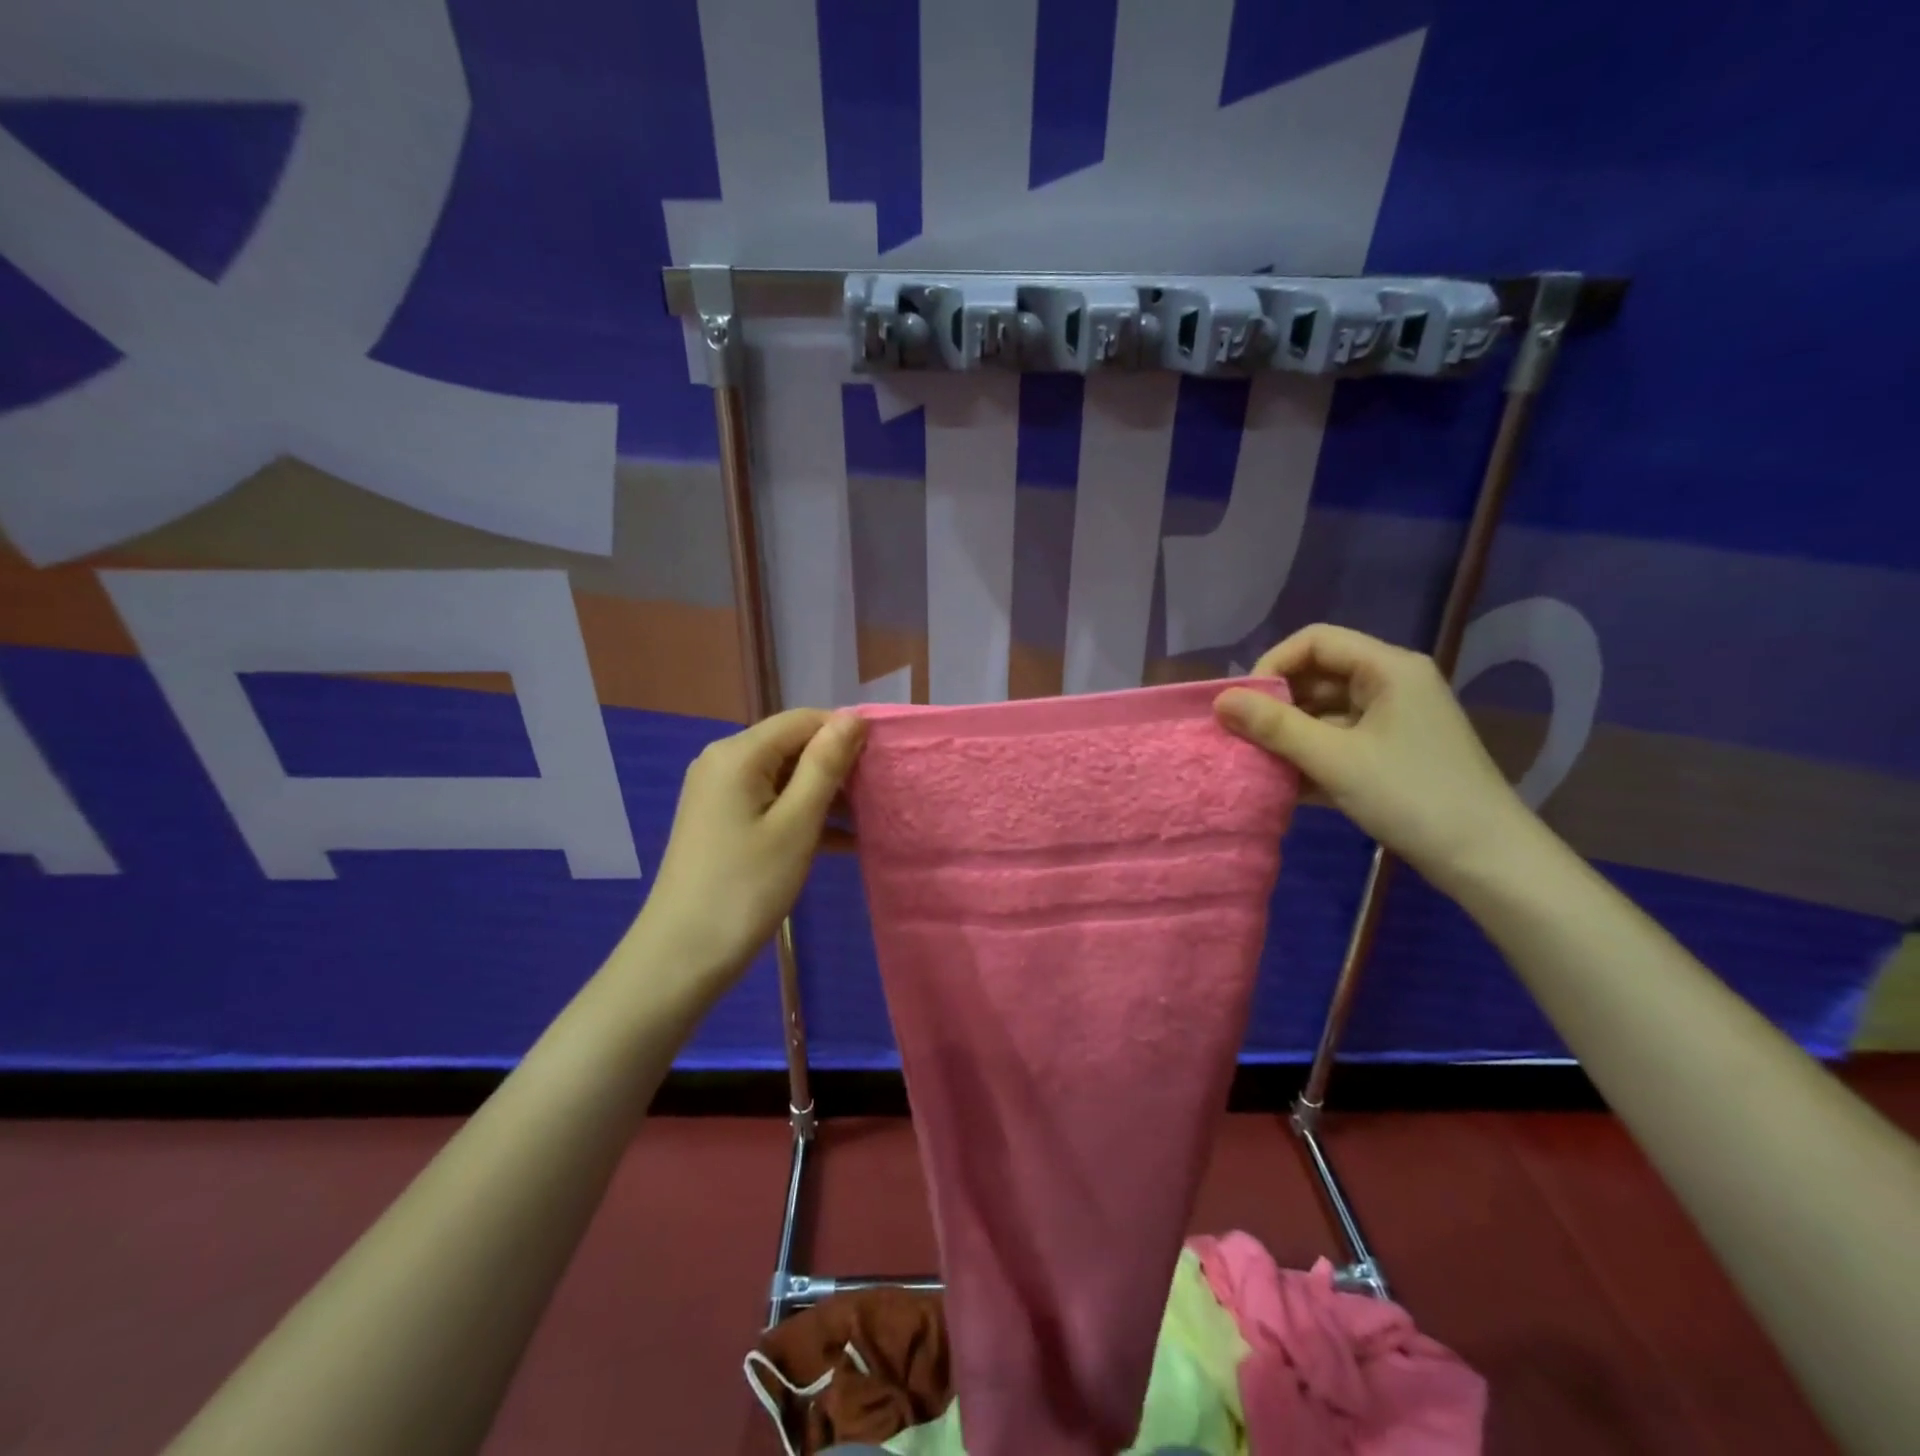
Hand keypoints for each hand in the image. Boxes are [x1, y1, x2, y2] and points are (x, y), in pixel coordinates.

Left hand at [633, 708, 866, 985]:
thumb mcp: (796, 824)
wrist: (682, 956)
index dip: (847, 734)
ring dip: (827, 795)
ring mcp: (721, 792)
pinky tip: (843, 841)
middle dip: (838, 766)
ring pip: (787, 777)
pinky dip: (805, 816)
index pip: (805, 720)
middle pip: (794, 745)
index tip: (886, 763)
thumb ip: (825, 765)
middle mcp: (725, 761)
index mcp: (739, 753)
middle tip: (880, 795)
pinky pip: (773, 803)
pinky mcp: (724, 820)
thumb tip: (853, 716)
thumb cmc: (745, 887)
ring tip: (870, 819)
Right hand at [1213, 624, 1531, 889]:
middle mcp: (1392, 683)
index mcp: (1388, 668)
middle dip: (1277, 705)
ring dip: (1290, 735)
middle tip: (1243, 737)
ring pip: (1326, 711)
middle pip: (1318, 675)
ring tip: (1258, 763)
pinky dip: (1311, 755)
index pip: (1315, 641)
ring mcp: (1394, 719)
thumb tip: (1219, 700)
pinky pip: (1339, 739)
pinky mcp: (1392, 752)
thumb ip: (1274, 726)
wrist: (1486, 859)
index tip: (1244, 705)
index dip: (1272, 665)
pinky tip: (1284, 784)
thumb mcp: (1334, 759)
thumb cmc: (1411, 796)